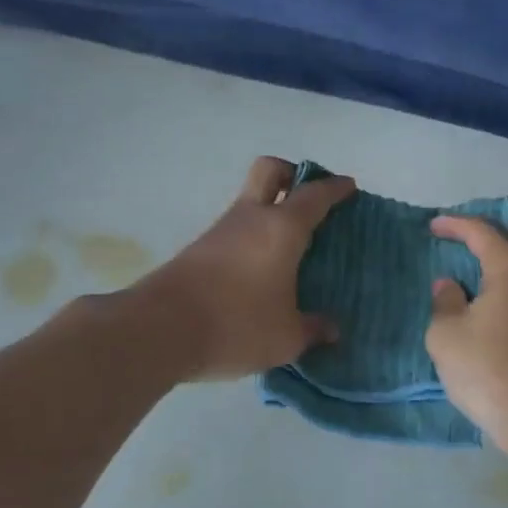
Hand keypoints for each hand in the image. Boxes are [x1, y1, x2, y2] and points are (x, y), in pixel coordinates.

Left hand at [129, 157, 354, 380]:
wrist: (159, 330)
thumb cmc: (236, 325)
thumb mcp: (286, 337)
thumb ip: (313, 329)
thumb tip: (331, 329)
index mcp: (281, 229)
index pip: (314, 195)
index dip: (335, 188)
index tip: (349, 187)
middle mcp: (250, 219)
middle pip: (269, 170)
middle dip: (292, 173)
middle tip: (309, 197)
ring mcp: (220, 232)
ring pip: (249, 202)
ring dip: (270, 211)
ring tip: (291, 246)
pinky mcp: (198, 251)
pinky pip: (235, 231)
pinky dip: (252, 238)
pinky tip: (260, 271)